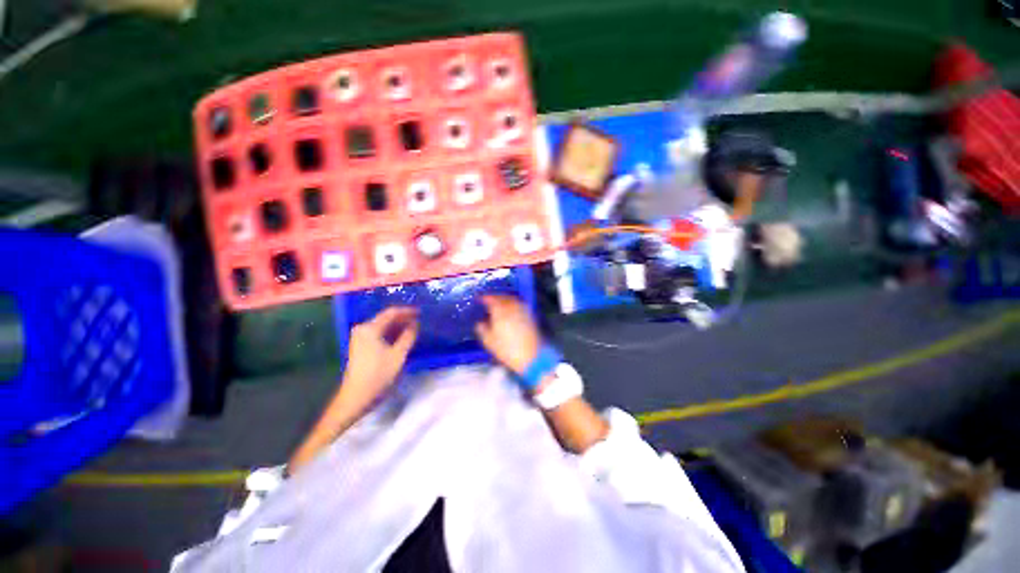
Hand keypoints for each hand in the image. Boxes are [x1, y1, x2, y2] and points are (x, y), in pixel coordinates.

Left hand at [340, 307, 418, 408]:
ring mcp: (360, 338)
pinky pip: (379, 333)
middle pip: (386, 318)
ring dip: (398, 326)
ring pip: (383, 326)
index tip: (421, 312)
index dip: (407, 311)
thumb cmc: (378, 374)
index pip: (391, 312)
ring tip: (414, 328)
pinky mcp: (361, 346)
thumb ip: (408, 336)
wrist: (357, 396)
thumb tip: (415, 324)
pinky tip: (402, 337)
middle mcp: (363, 329)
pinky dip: (391, 333)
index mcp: (370, 328)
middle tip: (420, 320)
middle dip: (403, 318)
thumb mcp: (398, 354)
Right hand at [475, 295, 541, 374]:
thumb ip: (482, 329)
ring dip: (504, 298)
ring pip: (511, 298)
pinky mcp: (529, 315)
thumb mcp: (489, 341)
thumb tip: (480, 322)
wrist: (531, 356)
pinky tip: (509, 309)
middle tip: (487, 300)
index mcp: (500, 311)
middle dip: (494, 297)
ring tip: (498, 303)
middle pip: (502, 296)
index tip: (478, 299)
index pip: (491, 299)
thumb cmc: (507, 349)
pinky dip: (512, 303)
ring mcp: (522, 310)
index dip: (484, 297)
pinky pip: (519, 303)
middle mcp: (512, 306)